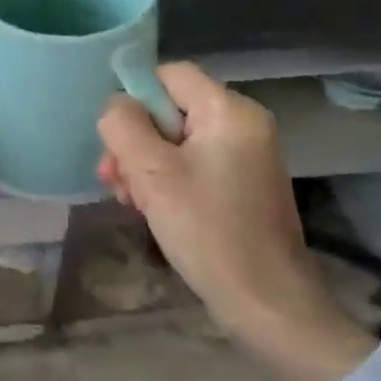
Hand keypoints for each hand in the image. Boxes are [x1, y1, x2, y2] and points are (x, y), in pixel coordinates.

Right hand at [97, 64, 371, 380]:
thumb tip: (116, 105)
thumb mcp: (152, 174)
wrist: (268, 306)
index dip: (135, 97)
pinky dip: (165, 180)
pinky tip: (149, 208)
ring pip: (175, 140)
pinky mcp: (240, 185)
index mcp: (230, 111)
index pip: (169, 74)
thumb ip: (124, 126)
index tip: (116, 139)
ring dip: (143, 165)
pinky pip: (191, 164)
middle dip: (134, 141)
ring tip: (127, 199)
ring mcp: (245, 156)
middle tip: (113, 179)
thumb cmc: (208, 232)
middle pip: (168, 109)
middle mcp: (243, 124)